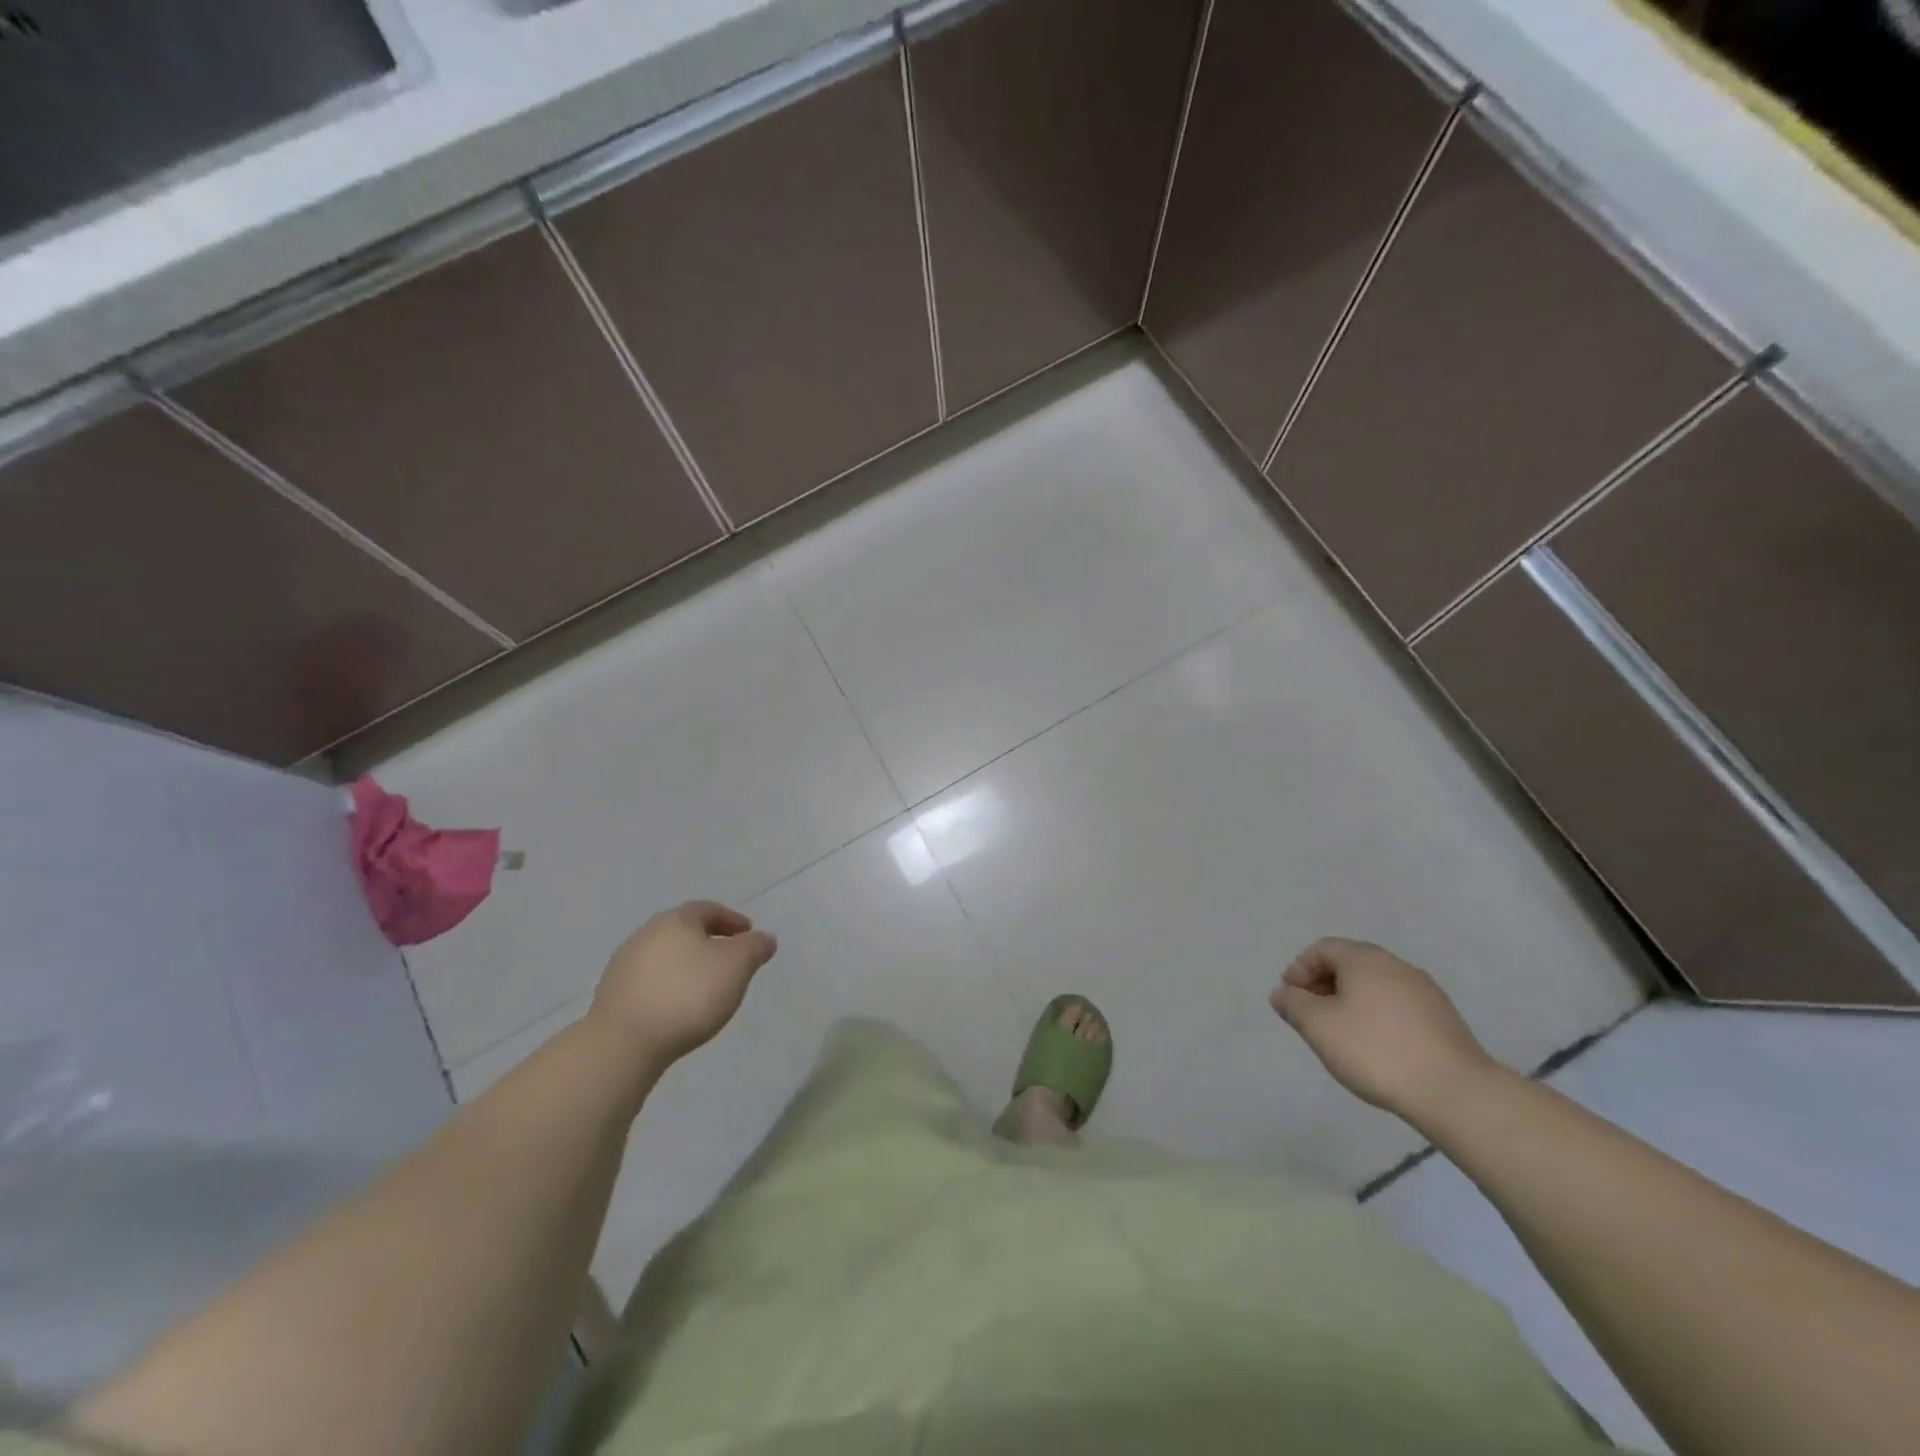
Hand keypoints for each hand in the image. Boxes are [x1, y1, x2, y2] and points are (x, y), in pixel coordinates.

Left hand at [590, 901, 777, 1064]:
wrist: (624, 1042)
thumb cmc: (689, 994)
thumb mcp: (737, 966)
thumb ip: (755, 947)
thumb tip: (764, 938)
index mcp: (676, 920)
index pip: (708, 909)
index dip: (732, 920)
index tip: (748, 935)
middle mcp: (646, 934)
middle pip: (684, 931)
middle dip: (708, 942)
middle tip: (729, 961)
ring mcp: (624, 965)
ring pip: (665, 957)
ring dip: (686, 966)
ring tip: (705, 988)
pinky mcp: (611, 995)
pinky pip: (649, 982)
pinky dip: (668, 987)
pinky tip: (678, 1007)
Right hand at [1270, 937, 1496, 1122]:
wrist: (1455, 1093)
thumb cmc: (1375, 1051)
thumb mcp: (1318, 1027)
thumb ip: (1293, 1004)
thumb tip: (1283, 993)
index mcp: (1364, 959)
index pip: (1322, 948)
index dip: (1299, 969)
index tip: (1291, 999)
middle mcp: (1395, 965)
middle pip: (1349, 963)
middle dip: (1323, 984)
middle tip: (1311, 1016)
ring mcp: (1424, 991)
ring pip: (1374, 985)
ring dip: (1350, 1000)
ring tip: (1341, 1034)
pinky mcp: (1443, 1018)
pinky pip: (1397, 1005)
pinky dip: (1377, 1015)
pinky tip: (1375, 1046)